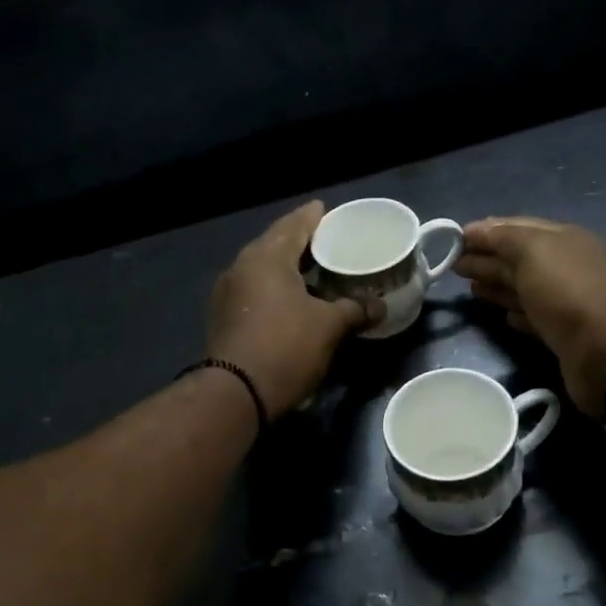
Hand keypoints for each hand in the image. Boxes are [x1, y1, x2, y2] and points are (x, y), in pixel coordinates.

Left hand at [206, 201, 375, 419]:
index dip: (314, 217)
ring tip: (317, 272)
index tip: (327, 210)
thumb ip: (355, 310)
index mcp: (266, 257)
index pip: (294, 225)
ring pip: (264, 270)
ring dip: (289, 269)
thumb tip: (380, 306)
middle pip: (276, 244)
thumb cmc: (286, 347)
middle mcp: (242, 267)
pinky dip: (277, 289)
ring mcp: (228, 293)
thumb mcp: (329, 327)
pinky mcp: (225, 318)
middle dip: (302, 243)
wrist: (236, 394)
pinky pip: (256, 292)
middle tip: (329, 242)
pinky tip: (295, 301)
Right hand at [455, 217, 605, 415]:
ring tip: (469, 287)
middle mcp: (565, 267)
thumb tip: (476, 230)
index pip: (518, 227)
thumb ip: (503, 237)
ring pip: (523, 288)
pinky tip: (501, 316)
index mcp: (563, 239)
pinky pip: (533, 318)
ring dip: (496, 285)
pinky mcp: (562, 334)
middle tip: (452, 264)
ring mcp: (565, 302)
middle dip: (486, 257)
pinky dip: (515, 313)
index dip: (486, 231)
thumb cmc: (568, 291)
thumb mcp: (533, 250)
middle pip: (518, 258)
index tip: (453, 238)